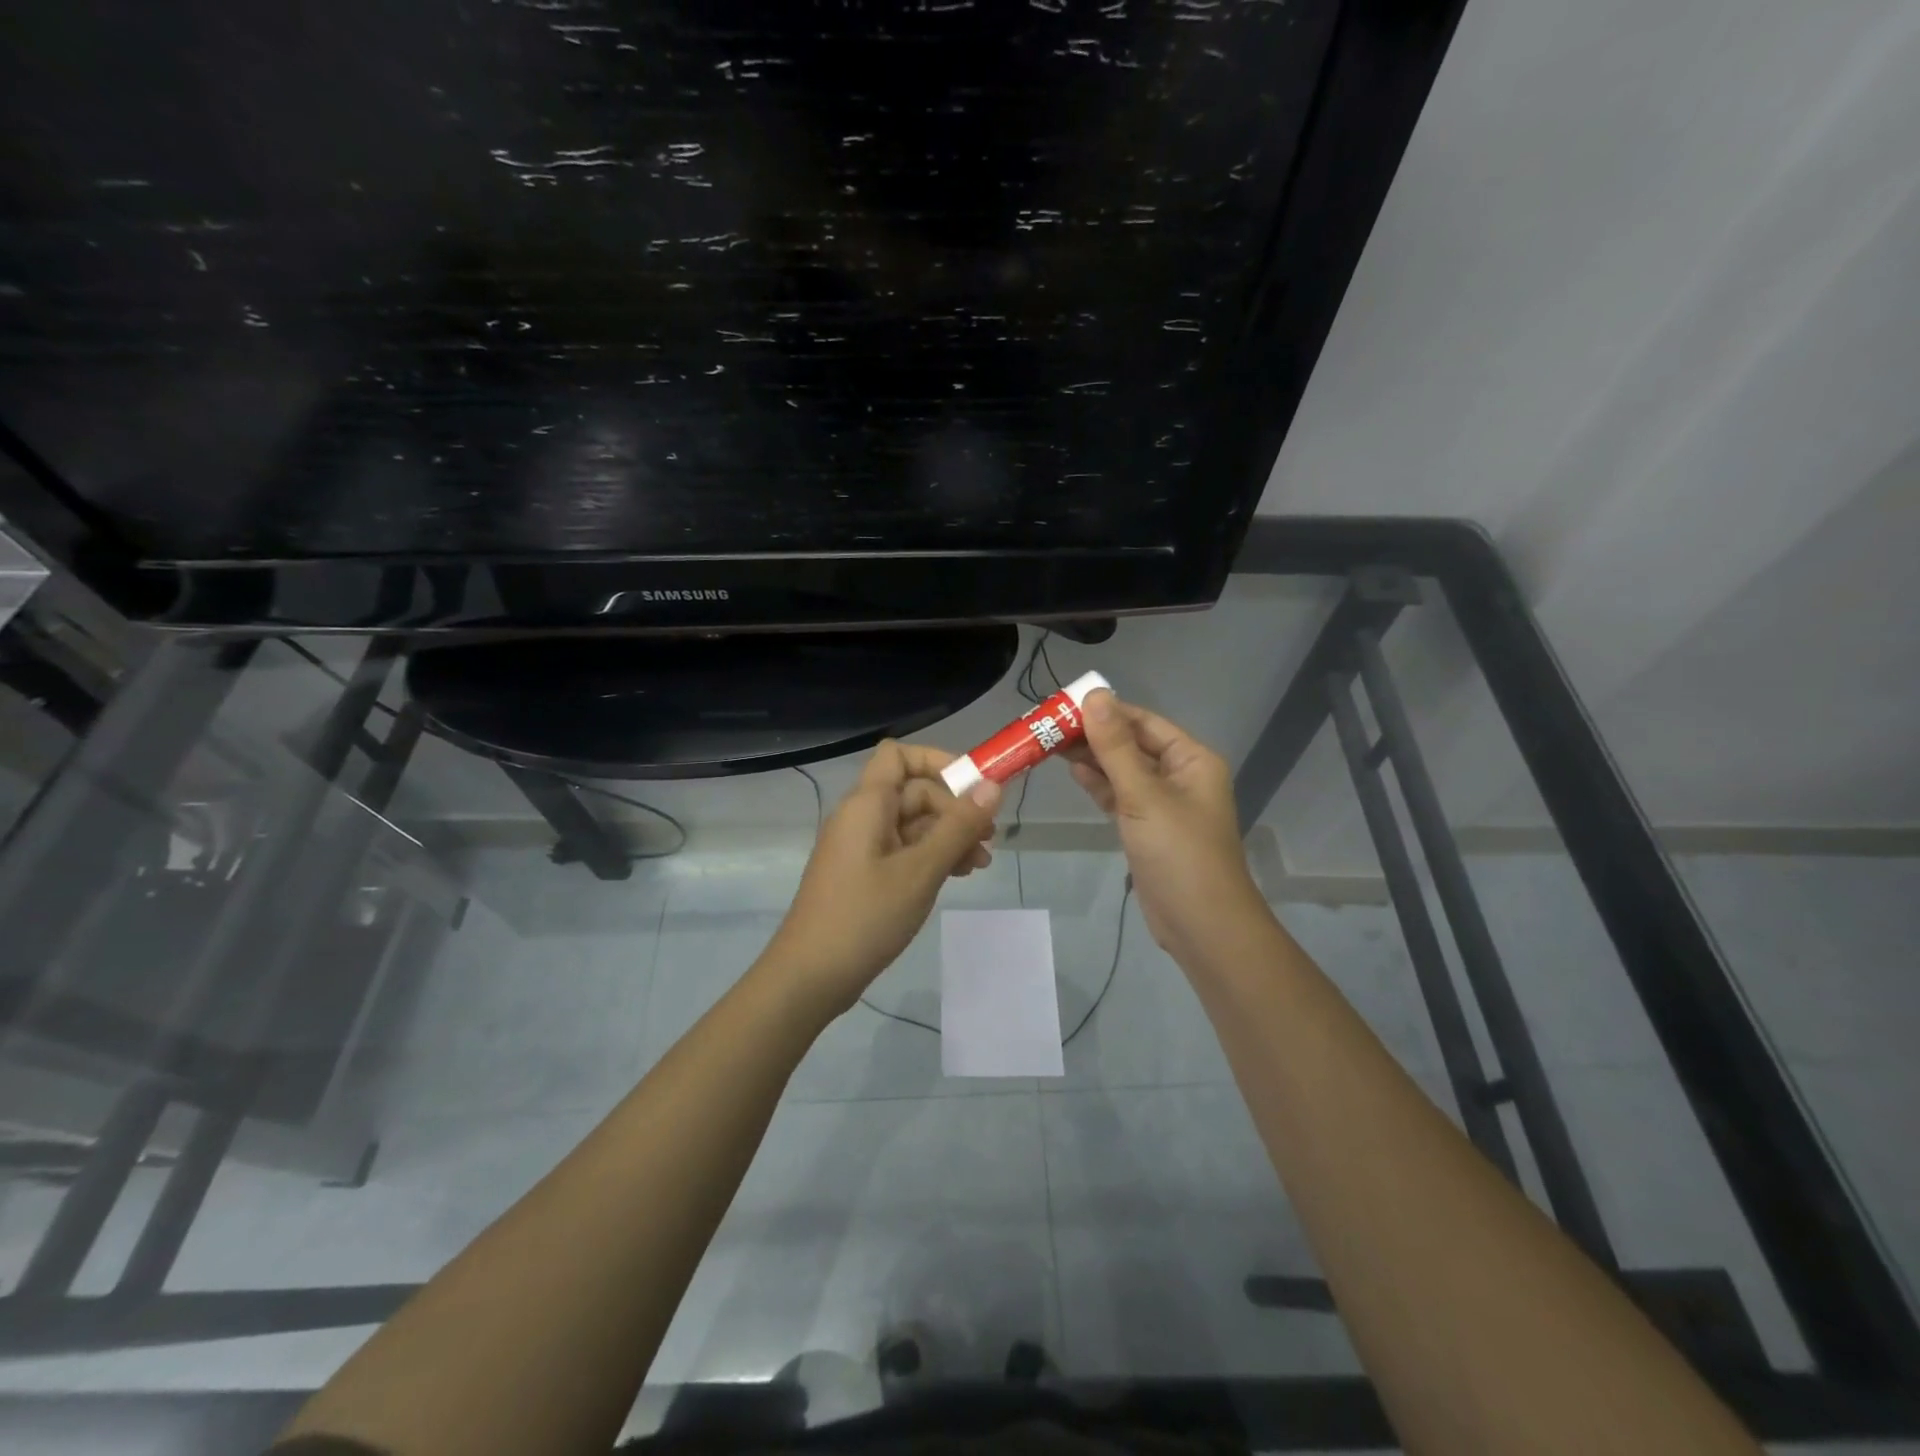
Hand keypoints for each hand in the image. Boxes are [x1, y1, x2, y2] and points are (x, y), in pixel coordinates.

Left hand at [763, 741, 1001, 1015]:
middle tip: (989, 840)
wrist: (810, 977)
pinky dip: (931, 856)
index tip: (974, 787)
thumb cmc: (866, 917)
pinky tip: (957, 876)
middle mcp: (862, 817)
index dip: (937, 761)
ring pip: (912, 824)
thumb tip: (993, 785)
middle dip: (954, 809)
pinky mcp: (863, 875)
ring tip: (980, 864)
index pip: (899, 755)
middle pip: (914, 792)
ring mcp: (861, 847)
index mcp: (867, 804)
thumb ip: (958, 826)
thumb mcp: (921, 870)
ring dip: (948, 836)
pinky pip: (903, 850)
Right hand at [1066, 691, 1265, 963]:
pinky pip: (1121, 796)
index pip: (1143, 721)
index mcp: (1191, 759)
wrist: (1200, 924)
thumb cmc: (1178, 852)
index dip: (1106, 711)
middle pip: (1132, 744)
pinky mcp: (1148, 828)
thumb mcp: (1144, 795)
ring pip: (1124, 771)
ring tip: (1051, 745)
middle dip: (1095, 735)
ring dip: (1093, 758)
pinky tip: (1074, 773)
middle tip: (1048, 726)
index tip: (1063, 705)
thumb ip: (1115, 746)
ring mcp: (1164, 803)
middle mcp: (1180, 775)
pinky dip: (1100, 785)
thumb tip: (1094, 695)